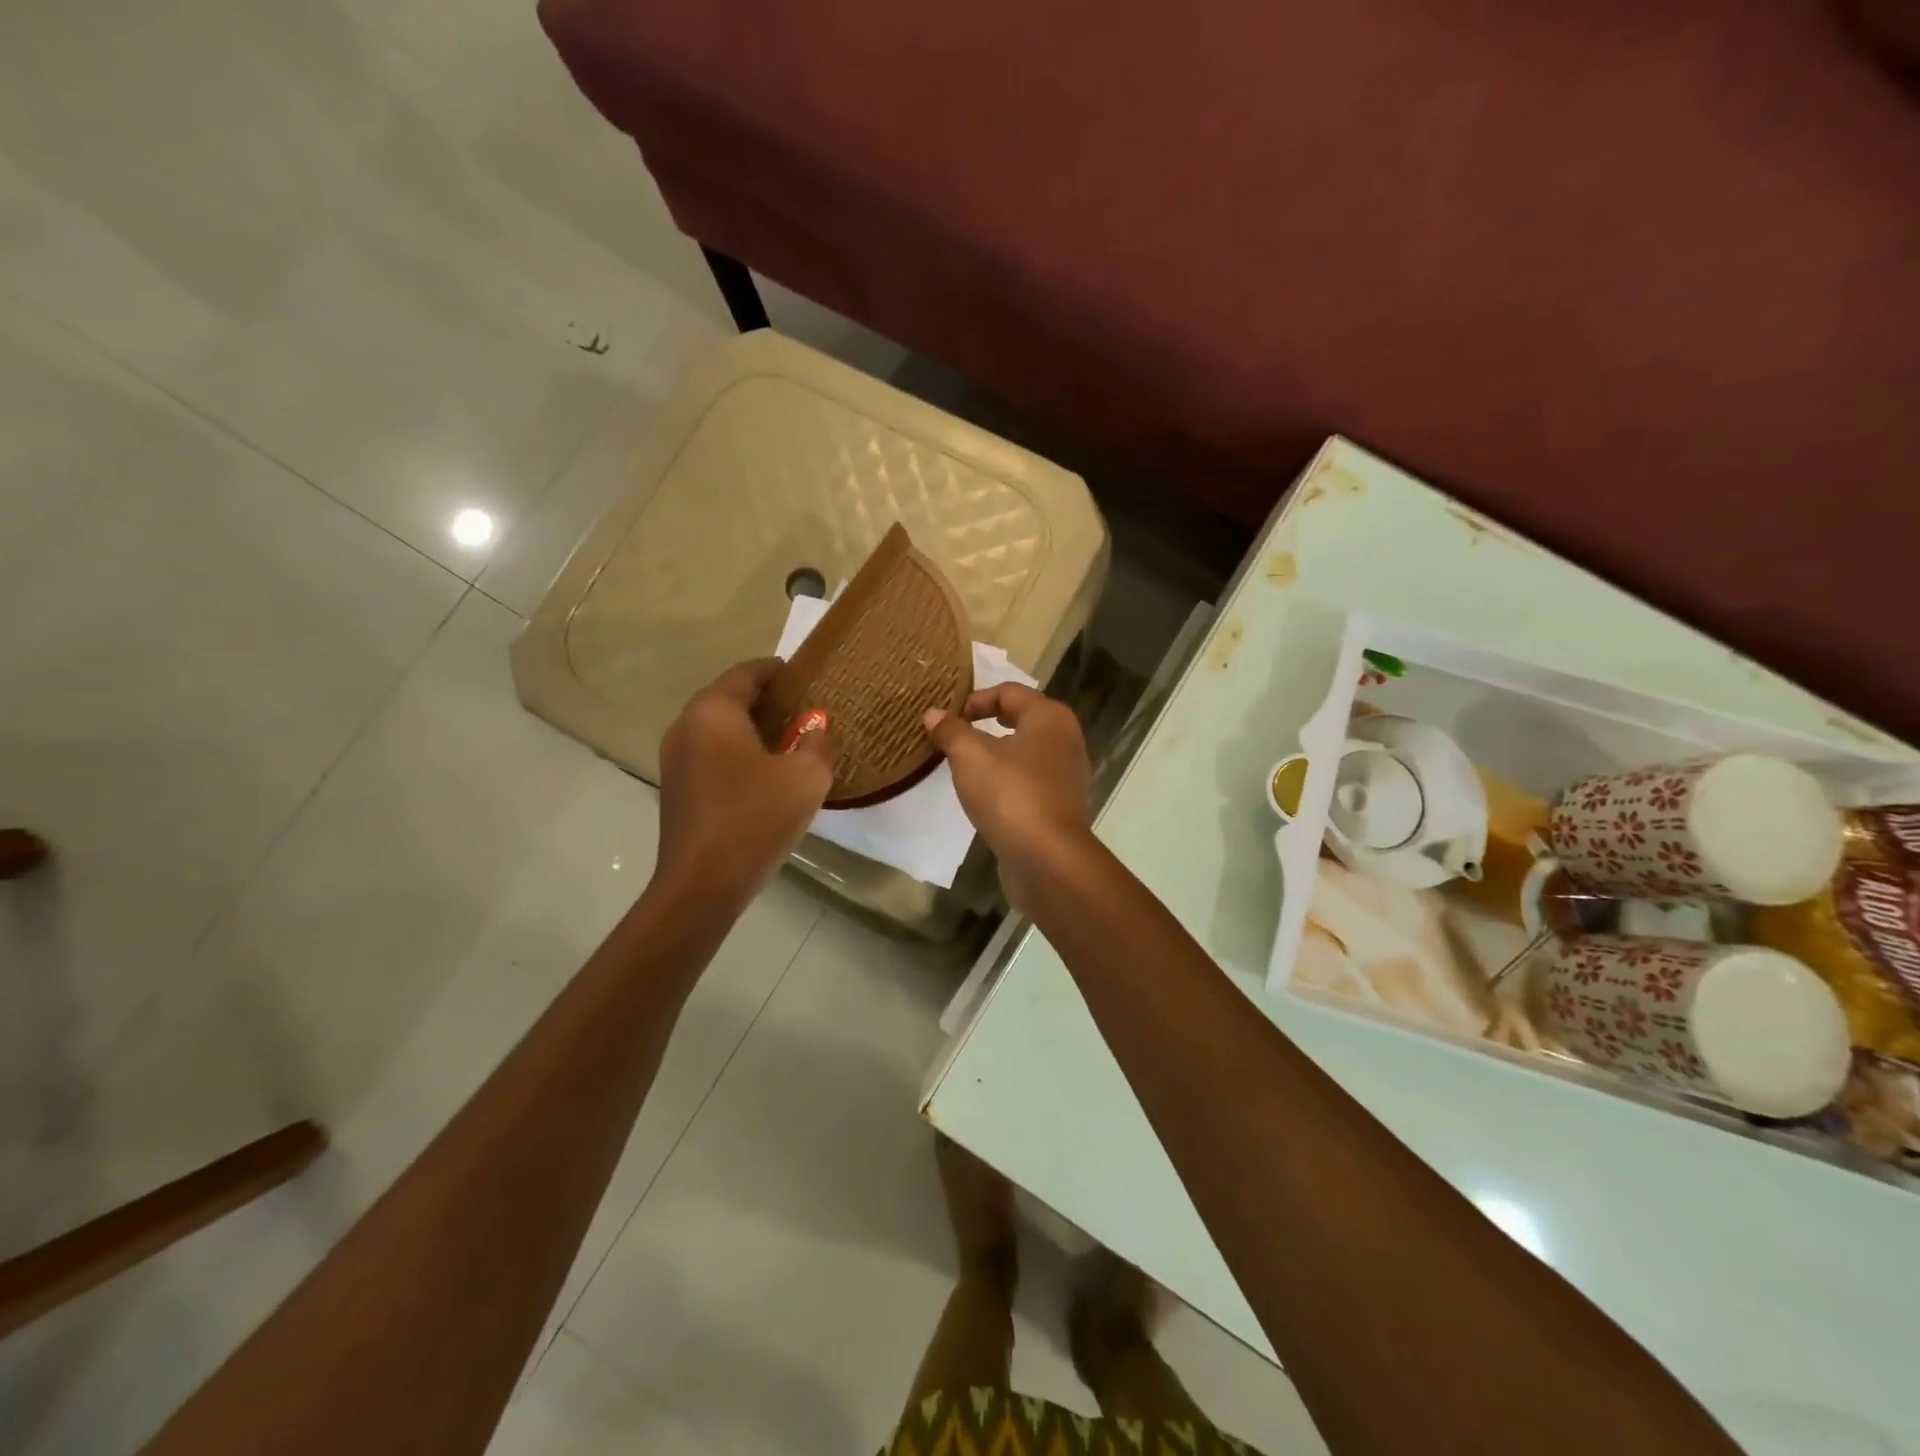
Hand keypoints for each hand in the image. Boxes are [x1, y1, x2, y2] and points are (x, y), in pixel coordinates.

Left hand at [656, 659, 836, 906]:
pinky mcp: (677, 789)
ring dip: (751, 728)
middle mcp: (686, 726)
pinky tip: (765, 773)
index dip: (775, 670)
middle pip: (728, 698)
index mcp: (714, 711)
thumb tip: (815, 729)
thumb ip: (818, 742)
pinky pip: (711, 754)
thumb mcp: (807, 776)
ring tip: (789, 740)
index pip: (746, 673)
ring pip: (718, 729)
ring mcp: (675, 760)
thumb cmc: (756, 818)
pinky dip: (738, 752)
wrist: (702, 884)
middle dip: (765, 699)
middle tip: (802, 708)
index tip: (801, 673)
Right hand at [923, 685, 1091, 909]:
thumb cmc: (1010, 794)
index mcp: (1050, 717)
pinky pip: (1029, 781)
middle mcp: (1066, 739)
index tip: (947, 717)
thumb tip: (933, 714)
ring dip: (997, 754)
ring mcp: (1067, 775)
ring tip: (965, 766)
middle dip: (986, 724)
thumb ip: (951, 731)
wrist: (1048, 858)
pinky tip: (986, 796)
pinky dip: (1007, 781)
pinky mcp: (1061, 806)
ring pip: (1026, 752)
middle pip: (1021, 719)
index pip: (1009, 692)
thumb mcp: (970, 756)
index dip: (975, 699)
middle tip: (954, 735)